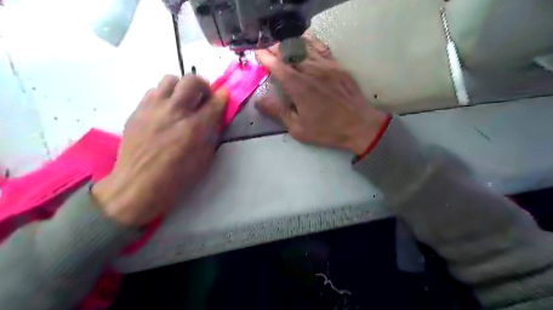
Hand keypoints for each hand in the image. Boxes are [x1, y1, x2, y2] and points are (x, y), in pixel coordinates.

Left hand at [92, 74, 228, 224]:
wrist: (139, 185)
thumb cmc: (178, 177)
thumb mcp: (205, 157)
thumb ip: (212, 133)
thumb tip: (216, 116)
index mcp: (196, 127)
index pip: (215, 101)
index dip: (223, 97)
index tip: (224, 96)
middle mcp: (176, 111)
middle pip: (192, 80)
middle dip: (203, 85)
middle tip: (203, 98)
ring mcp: (154, 108)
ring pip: (170, 80)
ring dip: (181, 88)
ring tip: (182, 102)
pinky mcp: (138, 111)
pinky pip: (153, 91)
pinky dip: (164, 96)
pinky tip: (164, 111)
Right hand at [256, 35, 387, 154]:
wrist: (359, 125)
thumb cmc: (327, 130)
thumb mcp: (299, 129)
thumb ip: (278, 112)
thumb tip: (259, 101)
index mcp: (299, 87)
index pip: (278, 66)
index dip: (266, 58)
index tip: (258, 53)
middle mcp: (312, 71)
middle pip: (290, 53)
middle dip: (276, 49)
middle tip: (268, 51)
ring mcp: (327, 66)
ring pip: (305, 47)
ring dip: (291, 44)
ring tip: (283, 46)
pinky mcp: (338, 66)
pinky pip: (322, 48)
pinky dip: (311, 42)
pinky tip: (306, 42)